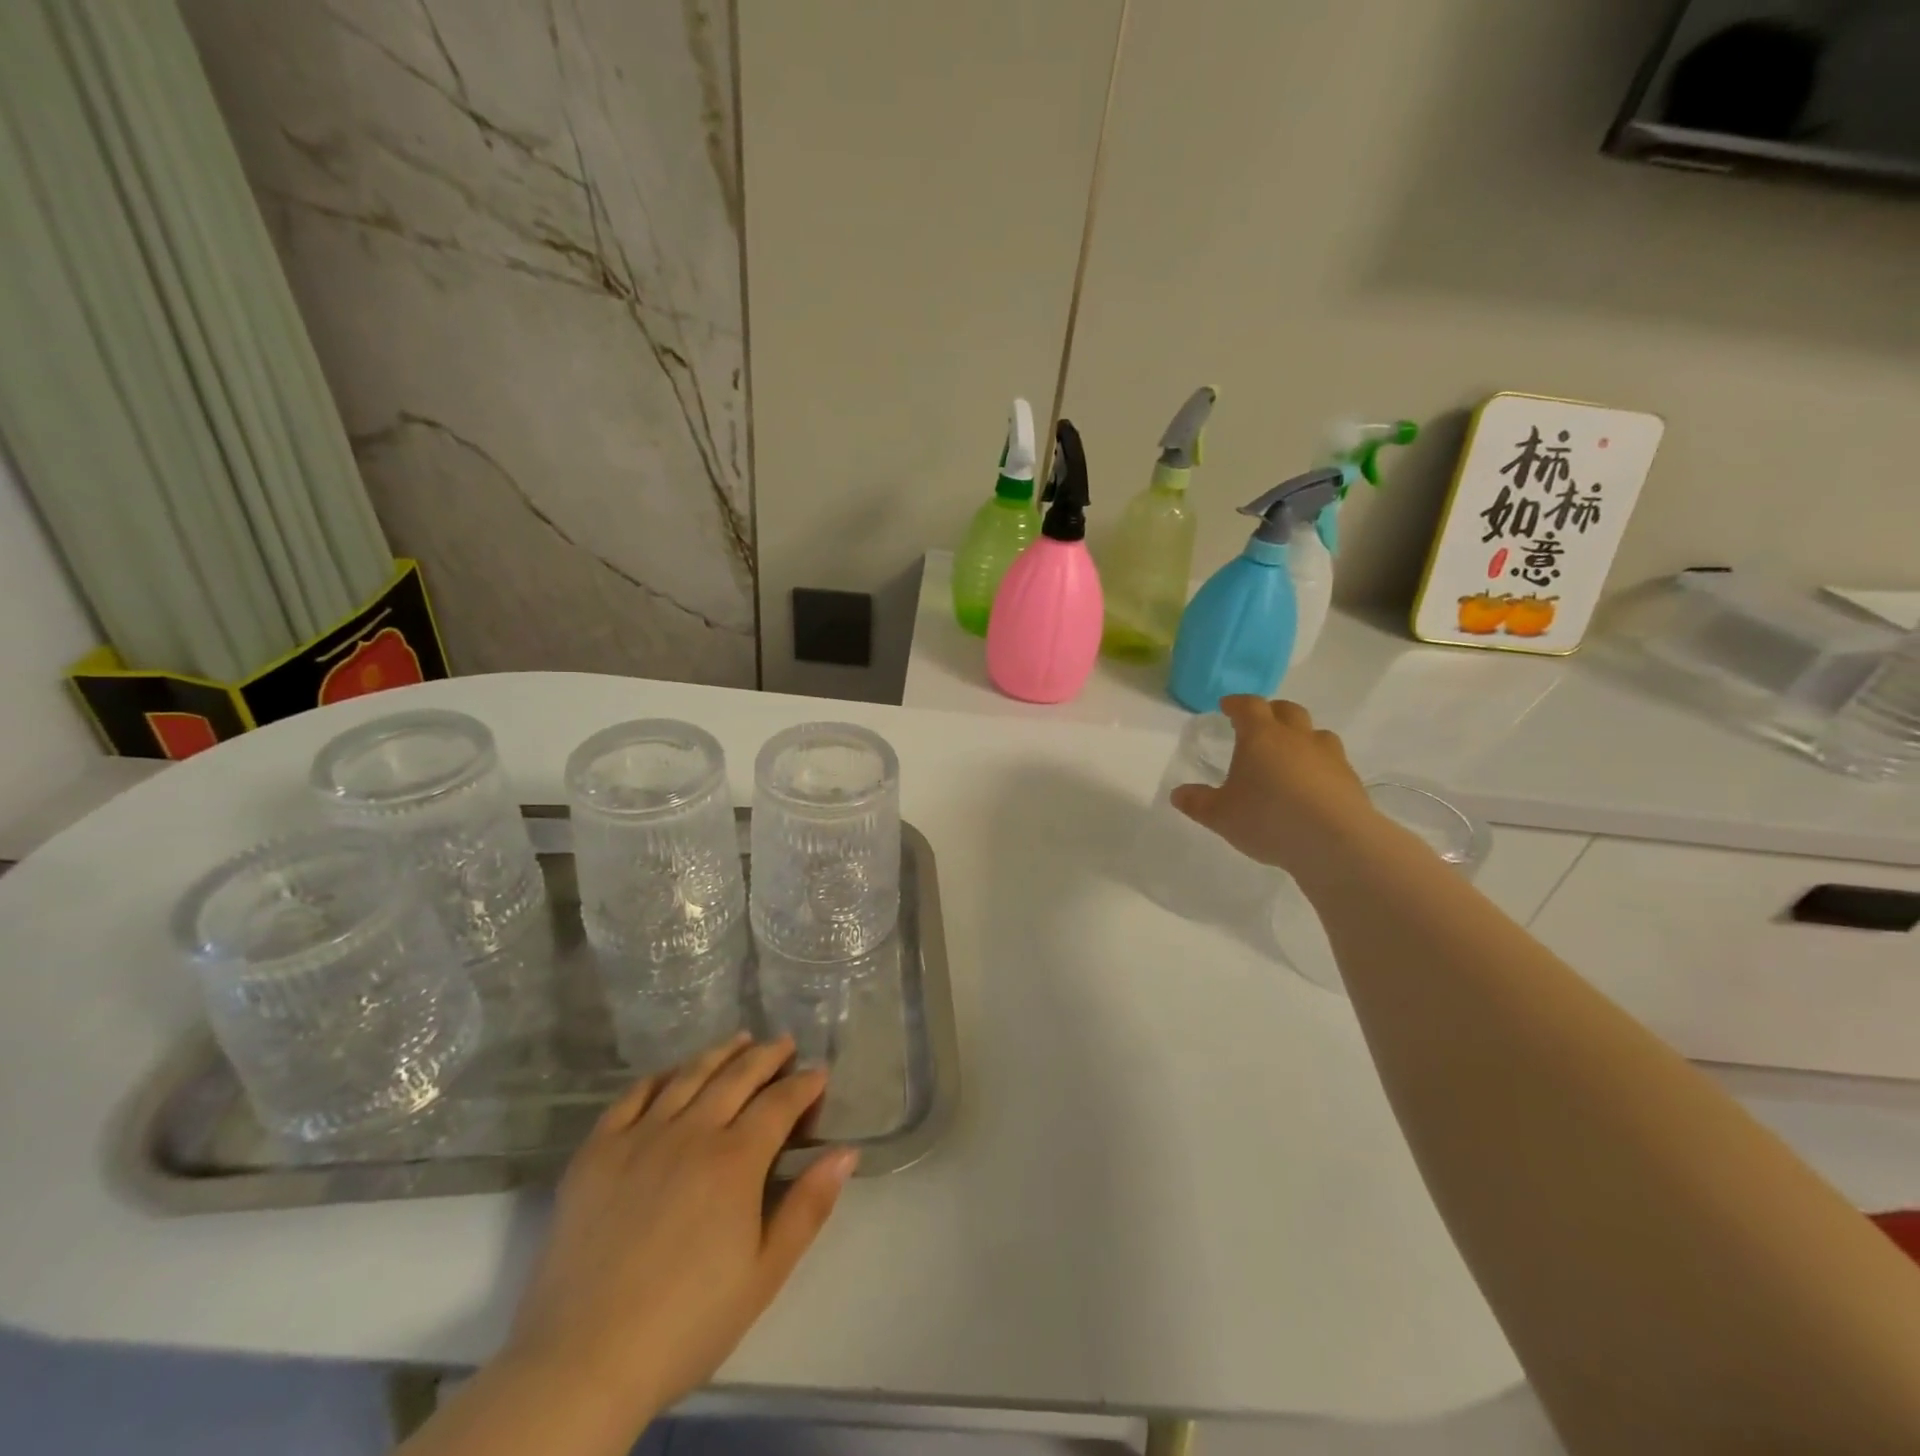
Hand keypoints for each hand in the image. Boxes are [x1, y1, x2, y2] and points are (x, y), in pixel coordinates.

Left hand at [504, 1035, 856, 1422]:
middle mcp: (692, 1131)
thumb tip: (846, 1151)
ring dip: (720, 1053)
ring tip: (740, 1039)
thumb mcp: (765, 1274)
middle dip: (767, 1055)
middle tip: (785, 1043)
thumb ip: (808, 1206)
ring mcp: (640, 1136)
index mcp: (736, 1159)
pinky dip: (659, 1077)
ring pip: (689, 1075)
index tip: (819, 1073)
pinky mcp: (597, 1151)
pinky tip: (672, 1073)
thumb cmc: (687, 1323)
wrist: (583, 1362)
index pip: (780, 1102)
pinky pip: (632, 1096)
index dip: (804, 1084)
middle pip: (737, 1076)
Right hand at [1170, 696, 1370, 870]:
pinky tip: (1313, 785)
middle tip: (1260, 722)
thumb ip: (1198, 803)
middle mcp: (1296, 738)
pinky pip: (1333, 761)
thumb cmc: (1268, 819)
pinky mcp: (1350, 780)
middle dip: (1272, 712)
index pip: (1249, 706)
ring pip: (1316, 733)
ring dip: (1302, 736)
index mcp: (1261, 736)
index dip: (1236, 703)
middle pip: (1287, 711)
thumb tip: (1178, 794)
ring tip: (1291, 753)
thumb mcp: (1220, 816)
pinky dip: (1320, 765)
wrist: (1335, 842)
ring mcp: (1329, 756)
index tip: (1227, 705)